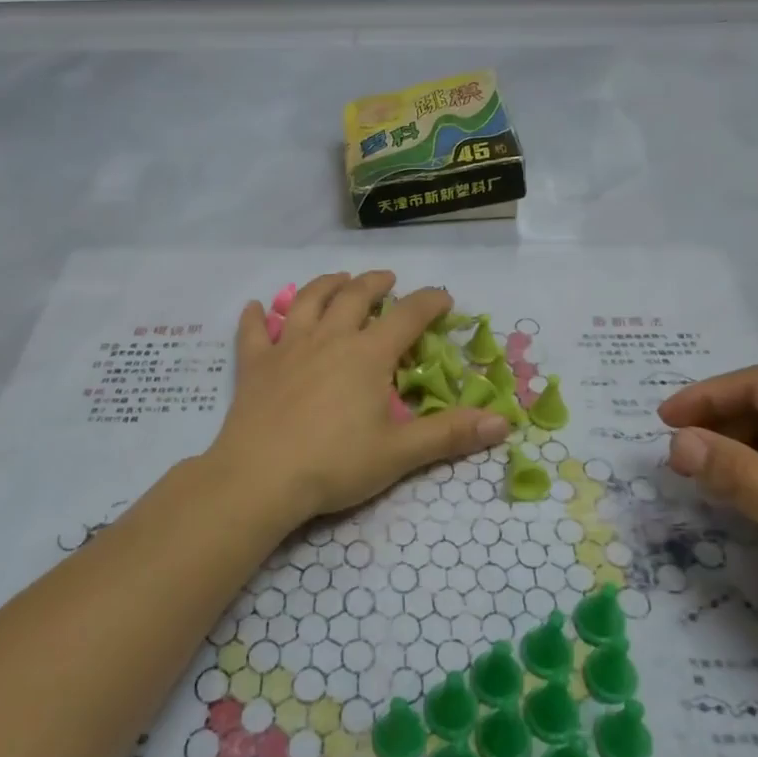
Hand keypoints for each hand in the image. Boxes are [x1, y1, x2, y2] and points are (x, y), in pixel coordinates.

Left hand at [208, 271, 511, 526]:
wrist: (261, 477)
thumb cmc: (335, 464)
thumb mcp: (399, 453)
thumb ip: (450, 434)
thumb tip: (503, 422)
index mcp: (367, 355)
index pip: (407, 316)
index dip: (429, 302)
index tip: (444, 296)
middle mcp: (329, 338)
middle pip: (355, 296)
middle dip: (375, 282)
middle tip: (387, 279)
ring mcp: (288, 347)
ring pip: (307, 301)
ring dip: (325, 284)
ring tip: (338, 279)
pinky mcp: (255, 364)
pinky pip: (253, 331)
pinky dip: (255, 316)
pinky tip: (256, 307)